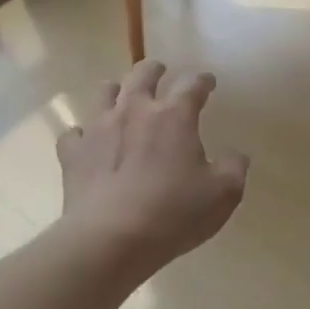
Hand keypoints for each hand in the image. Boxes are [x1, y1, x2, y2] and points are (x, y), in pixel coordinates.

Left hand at [57, 60, 248, 277]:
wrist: (110, 239)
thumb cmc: (173, 213)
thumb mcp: (222, 195)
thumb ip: (233, 169)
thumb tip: (236, 156)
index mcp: (173, 116)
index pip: (192, 85)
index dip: (203, 81)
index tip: (208, 82)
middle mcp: (134, 110)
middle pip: (142, 74)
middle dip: (154, 69)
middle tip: (160, 71)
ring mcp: (98, 128)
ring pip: (104, 92)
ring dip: (116, 90)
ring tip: (121, 97)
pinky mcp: (74, 152)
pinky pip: (75, 133)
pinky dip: (83, 134)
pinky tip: (88, 142)